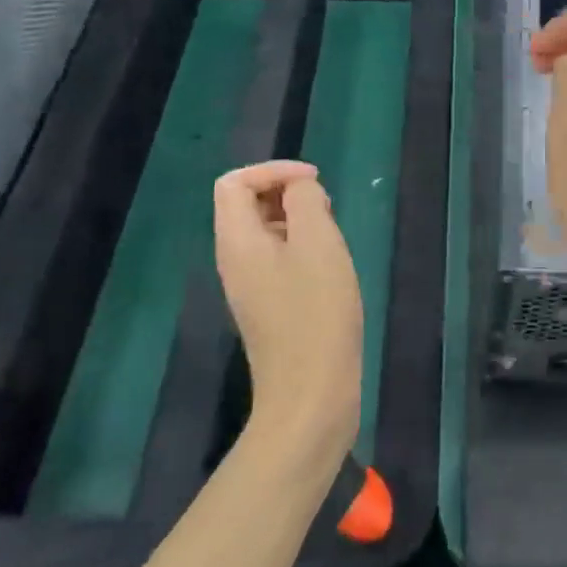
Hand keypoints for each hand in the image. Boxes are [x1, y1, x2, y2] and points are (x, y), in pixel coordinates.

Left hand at [213, 161, 361, 455]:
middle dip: (287, 193)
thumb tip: (299, 189)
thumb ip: (305, 201)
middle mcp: (234, 260)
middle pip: (246, 204)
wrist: (311, 396)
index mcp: (236, 241)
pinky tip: (330, 267)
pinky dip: (302, 248)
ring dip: (298, 220)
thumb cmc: (316, 312)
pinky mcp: (269, 307)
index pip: (234, 182)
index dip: (273, 170)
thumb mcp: (317, 242)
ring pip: (266, 232)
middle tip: (326, 208)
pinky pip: (277, 259)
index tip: (314, 182)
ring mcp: (250, 287)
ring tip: (332, 236)